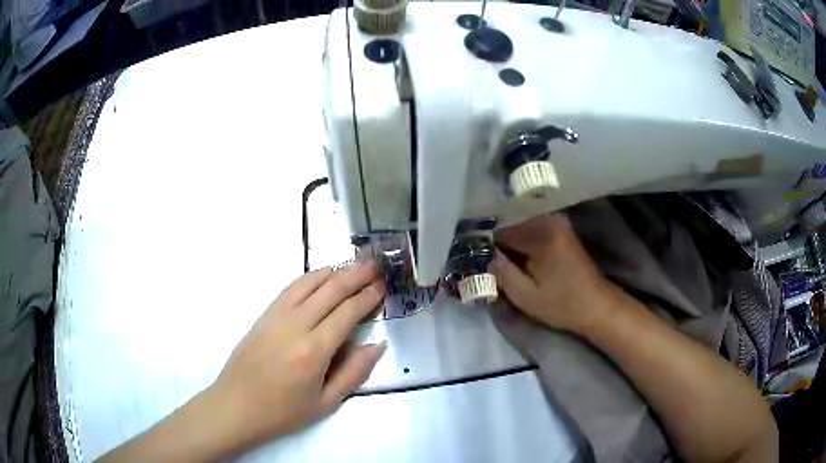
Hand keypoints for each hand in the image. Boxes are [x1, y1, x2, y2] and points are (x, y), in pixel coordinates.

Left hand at [208, 261, 386, 450]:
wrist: (236, 406)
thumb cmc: (283, 412)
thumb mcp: (326, 403)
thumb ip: (354, 372)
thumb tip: (377, 345)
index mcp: (314, 351)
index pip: (347, 313)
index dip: (368, 297)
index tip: (382, 286)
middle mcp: (295, 326)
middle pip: (330, 290)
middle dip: (356, 275)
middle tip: (375, 265)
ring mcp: (276, 317)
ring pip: (309, 283)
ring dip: (334, 271)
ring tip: (354, 264)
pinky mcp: (264, 315)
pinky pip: (290, 288)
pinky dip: (310, 277)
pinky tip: (322, 276)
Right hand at [489, 214, 614, 333]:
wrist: (596, 305)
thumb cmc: (562, 304)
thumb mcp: (525, 296)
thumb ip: (500, 272)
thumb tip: (481, 255)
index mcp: (541, 234)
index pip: (499, 229)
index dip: (482, 242)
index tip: (469, 255)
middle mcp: (549, 219)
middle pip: (509, 222)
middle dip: (493, 239)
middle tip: (479, 258)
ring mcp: (556, 221)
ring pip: (518, 224)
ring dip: (505, 239)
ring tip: (493, 257)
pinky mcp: (560, 227)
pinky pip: (530, 227)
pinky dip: (518, 239)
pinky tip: (511, 254)